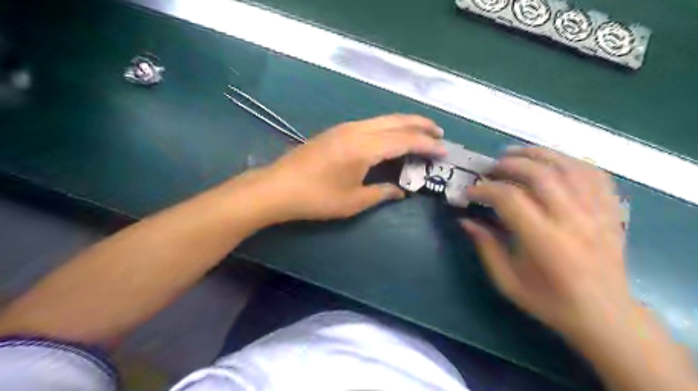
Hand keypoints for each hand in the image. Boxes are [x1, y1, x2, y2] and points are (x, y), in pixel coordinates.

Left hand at [256, 115, 440, 220]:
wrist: (278, 187)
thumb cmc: (316, 198)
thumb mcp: (353, 201)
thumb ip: (381, 193)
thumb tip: (401, 191)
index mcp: (364, 148)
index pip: (404, 140)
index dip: (427, 145)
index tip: (444, 150)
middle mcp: (357, 130)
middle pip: (396, 121)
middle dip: (420, 125)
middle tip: (439, 133)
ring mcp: (345, 128)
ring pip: (383, 119)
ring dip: (404, 123)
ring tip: (421, 133)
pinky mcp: (336, 131)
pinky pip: (371, 123)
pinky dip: (388, 127)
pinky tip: (391, 136)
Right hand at [463, 146, 632, 339]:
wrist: (605, 315)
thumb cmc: (550, 301)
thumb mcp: (507, 281)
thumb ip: (485, 246)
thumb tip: (464, 220)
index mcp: (545, 241)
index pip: (510, 198)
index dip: (485, 189)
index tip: (470, 193)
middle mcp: (573, 220)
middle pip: (540, 174)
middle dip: (509, 164)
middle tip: (491, 168)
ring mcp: (597, 212)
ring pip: (568, 166)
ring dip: (537, 154)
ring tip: (515, 154)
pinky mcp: (611, 211)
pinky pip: (594, 173)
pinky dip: (569, 160)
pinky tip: (551, 161)